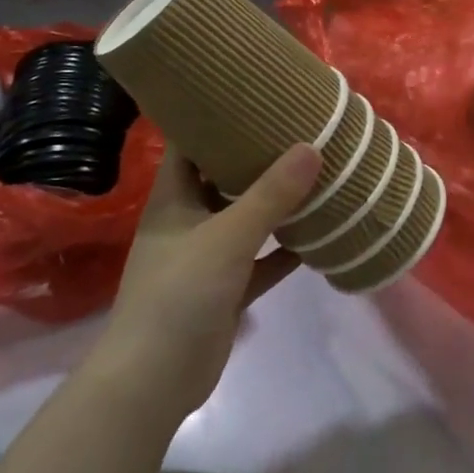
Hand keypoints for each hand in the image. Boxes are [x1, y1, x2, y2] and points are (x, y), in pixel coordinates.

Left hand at [98, 142, 321, 421]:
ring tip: (317, 172)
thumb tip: (311, 147)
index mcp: (174, 198)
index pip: (191, 143)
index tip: (255, 93)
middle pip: (224, 177)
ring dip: (277, 202)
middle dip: (259, 156)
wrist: (154, 379)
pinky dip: (284, 248)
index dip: (216, 116)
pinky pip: (261, 259)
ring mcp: (207, 256)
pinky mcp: (226, 289)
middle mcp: (188, 220)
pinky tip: (318, 233)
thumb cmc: (179, 294)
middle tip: (301, 128)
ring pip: (246, 218)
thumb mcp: (227, 237)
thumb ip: (270, 195)